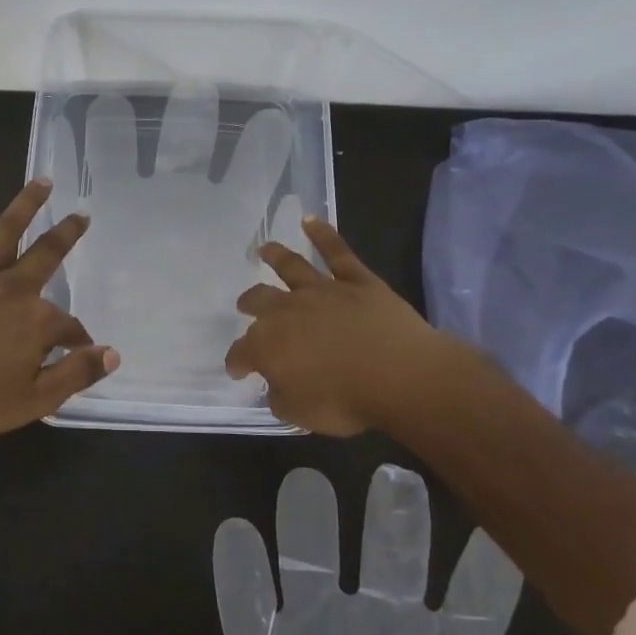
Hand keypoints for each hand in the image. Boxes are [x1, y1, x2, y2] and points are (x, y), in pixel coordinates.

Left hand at [0, 179, 118, 439]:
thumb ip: (76, 375)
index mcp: (36, 321)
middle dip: (67, 234)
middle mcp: (11, 289)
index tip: (82, 350)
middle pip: (46, 254)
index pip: (69, 327)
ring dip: (25, 205)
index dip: (79, 339)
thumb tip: (112, 353)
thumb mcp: (35, 400)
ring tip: (42, 181)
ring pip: (5, 233)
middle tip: (82, 215)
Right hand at [214, 466, 593, 634]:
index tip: (490, 513)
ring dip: (307, 530)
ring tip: (306, 485)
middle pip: (389, 566)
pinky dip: (241, 576)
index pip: (469, 603)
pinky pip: (249, 614)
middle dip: (394, 522)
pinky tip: (237, 535)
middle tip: (396, 475)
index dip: (480, 564)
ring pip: (313, 570)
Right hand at [225, 217, 487, 436]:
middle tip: (245, 305)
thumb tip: (276, 384)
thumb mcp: (299, 414)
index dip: (237, 362)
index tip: (238, 370)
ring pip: (292, 267)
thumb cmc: (344, 400)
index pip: (241, 352)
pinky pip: (337, 252)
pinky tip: (311, 220)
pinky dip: (323, 234)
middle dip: (249, 303)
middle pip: (259, 300)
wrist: (399, 375)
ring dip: (276, 256)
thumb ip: (280, 397)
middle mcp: (287, 310)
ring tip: (265, 249)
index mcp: (267, 345)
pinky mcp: (356, 281)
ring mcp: (322, 290)